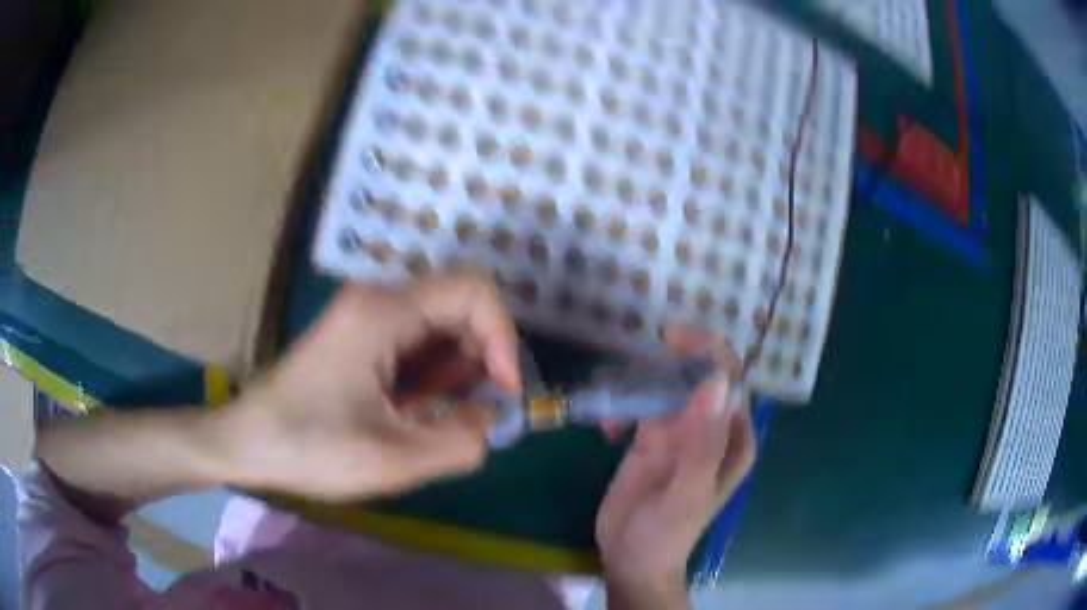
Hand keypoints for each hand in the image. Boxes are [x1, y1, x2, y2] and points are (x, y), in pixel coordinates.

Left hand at [221, 270, 520, 500]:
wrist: (247, 443)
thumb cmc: (310, 449)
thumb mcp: (393, 460)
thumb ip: (461, 441)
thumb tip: (489, 414)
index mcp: (382, 313)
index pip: (472, 291)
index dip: (503, 336)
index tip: (503, 390)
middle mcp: (376, 300)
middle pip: (459, 306)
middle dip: (479, 358)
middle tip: (469, 412)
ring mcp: (365, 315)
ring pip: (440, 325)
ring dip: (454, 371)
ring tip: (433, 416)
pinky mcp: (360, 336)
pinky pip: (416, 342)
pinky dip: (431, 375)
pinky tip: (414, 409)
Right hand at [595, 325, 755, 608]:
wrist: (631, 559)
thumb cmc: (667, 533)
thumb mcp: (688, 493)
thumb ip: (703, 443)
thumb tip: (715, 383)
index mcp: (733, 438)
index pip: (730, 381)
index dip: (708, 352)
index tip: (671, 337)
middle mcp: (711, 428)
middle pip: (698, 376)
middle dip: (669, 362)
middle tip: (633, 361)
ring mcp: (680, 431)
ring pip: (667, 386)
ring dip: (640, 383)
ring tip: (613, 401)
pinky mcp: (651, 438)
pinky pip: (641, 406)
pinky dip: (622, 406)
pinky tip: (606, 428)